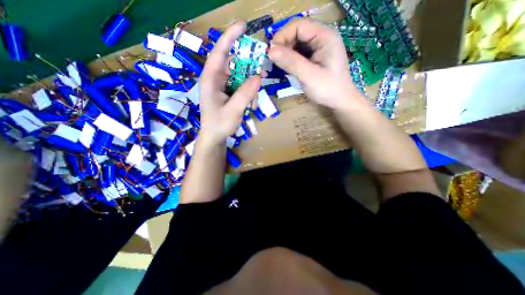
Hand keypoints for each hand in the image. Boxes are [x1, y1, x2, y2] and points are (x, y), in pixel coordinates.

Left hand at [198, 21, 261, 145]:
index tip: (243, 26)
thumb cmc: (219, 124)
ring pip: (239, 76)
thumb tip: (259, 76)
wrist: (215, 137)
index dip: (230, 37)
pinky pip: (241, 86)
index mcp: (211, 79)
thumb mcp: (234, 110)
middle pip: (233, 63)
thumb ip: (246, 93)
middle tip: (262, 70)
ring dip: (250, 84)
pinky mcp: (228, 93)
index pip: (220, 52)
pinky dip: (249, 92)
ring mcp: (222, 86)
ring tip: (256, 97)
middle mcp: (215, 79)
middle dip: (248, 66)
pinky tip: (252, 103)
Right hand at [268, 19, 363, 109]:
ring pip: (296, 43)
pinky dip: (291, 59)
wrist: (340, 101)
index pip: (298, 25)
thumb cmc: (328, 89)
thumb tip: (270, 51)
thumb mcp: (309, 76)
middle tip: (274, 62)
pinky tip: (287, 68)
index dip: (282, 36)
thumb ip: (291, 62)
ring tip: (280, 66)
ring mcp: (319, 47)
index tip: (271, 53)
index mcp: (325, 36)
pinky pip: (299, 52)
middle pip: (297, 32)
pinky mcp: (315, 57)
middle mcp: (322, 37)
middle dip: (283, 45)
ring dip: (286, 53)